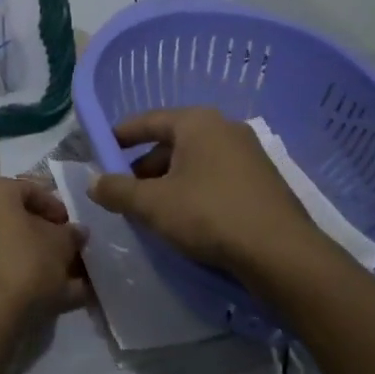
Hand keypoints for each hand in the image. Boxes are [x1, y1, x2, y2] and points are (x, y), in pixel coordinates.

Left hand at [0, 176, 89, 329]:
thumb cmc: (25, 264)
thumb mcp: (60, 245)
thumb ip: (71, 234)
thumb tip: (77, 232)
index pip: (32, 189)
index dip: (58, 208)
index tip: (74, 228)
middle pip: (21, 221)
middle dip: (51, 238)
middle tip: (73, 254)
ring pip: (14, 249)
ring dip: (43, 262)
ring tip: (73, 281)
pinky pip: (4, 270)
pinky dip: (27, 279)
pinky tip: (57, 298)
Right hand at [89, 107, 325, 283]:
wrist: (281, 253)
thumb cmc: (209, 215)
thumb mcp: (153, 204)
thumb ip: (118, 190)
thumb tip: (93, 182)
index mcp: (197, 122)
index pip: (149, 120)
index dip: (120, 135)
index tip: (101, 149)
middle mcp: (225, 129)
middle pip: (172, 142)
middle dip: (144, 166)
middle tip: (124, 191)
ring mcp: (248, 154)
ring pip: (195, 162)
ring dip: (169, 182)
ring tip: (151, 210)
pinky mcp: (262, 182)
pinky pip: (216, 178)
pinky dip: (194, 191)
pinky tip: (185, 219)